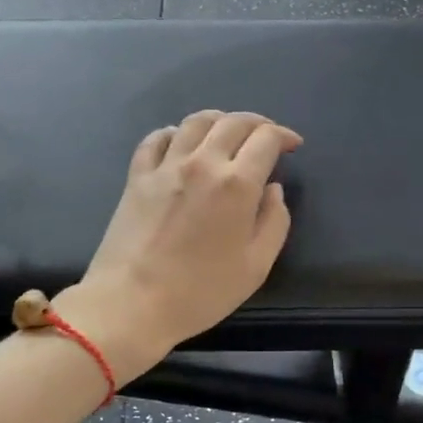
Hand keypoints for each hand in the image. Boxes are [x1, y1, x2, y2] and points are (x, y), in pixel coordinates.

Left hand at [55, 111, 301, 380]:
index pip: (265, 138)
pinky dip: (173, 133)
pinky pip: (155, 139)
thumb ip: (274, 222)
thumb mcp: (256, 266)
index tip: (291, 146)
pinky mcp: (137, 177)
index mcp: (237, 183)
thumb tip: (272, 189)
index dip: (283, 136)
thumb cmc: (200, 292)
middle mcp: (202, 163)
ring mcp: (165, 166)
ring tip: (227, 132)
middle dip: (257, 123)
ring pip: (195, 122)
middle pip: (233, 122)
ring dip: (218, 120)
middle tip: (265, 137)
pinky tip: (179, 142)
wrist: (132, 302)